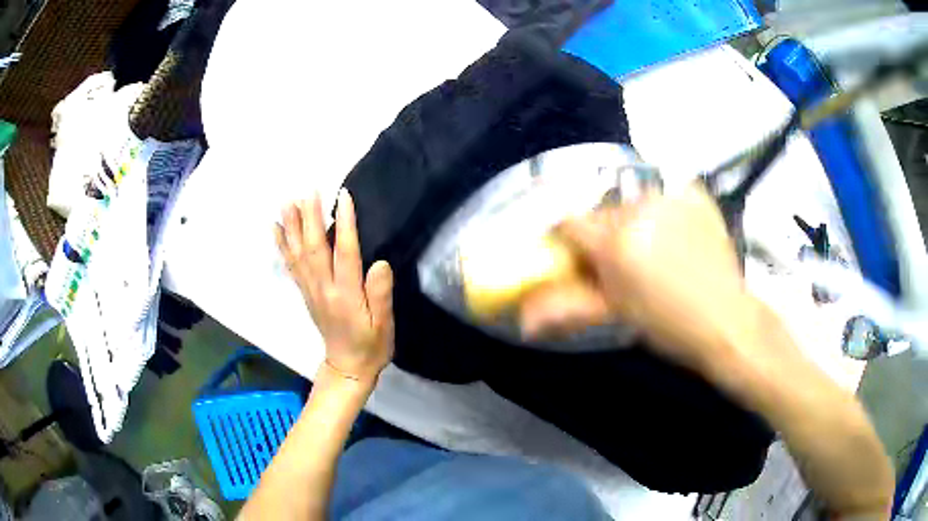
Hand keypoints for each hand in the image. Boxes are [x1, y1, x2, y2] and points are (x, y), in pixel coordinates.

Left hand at [275, 189, 393, 383]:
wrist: (348, 367)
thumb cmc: (371, 344)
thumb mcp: (384, 324)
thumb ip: (380, 294)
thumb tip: (380, 263)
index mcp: (346, 295)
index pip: (345, 253)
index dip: (345, 224)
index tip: (343, 196)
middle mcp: (324, 288)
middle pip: (314, 248)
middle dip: (310, 218)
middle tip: (307, 190)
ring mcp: (311, 290)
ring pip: (298, 254)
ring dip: (291, 227)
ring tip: (286, 202)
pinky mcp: (305, 293)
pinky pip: (291, 266)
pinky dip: (282, 245)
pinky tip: (276, 229)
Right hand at [520, 185, 767, 372]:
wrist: (726, 317)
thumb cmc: (669, 325)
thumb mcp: (616, 314)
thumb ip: (567, 307)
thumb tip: (523, 321)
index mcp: (616, 242)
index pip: (567, 221)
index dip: (568, 239)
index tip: (579, 257)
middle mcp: (638, 207)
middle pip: (601, 211)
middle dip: (604, 234)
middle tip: (624, 263)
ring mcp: (669, 194)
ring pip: (631, 201)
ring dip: (633, 221)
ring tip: (656, 251)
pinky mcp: (692, 189)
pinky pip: (662, 193)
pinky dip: (661, 210)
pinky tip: (677, 235)